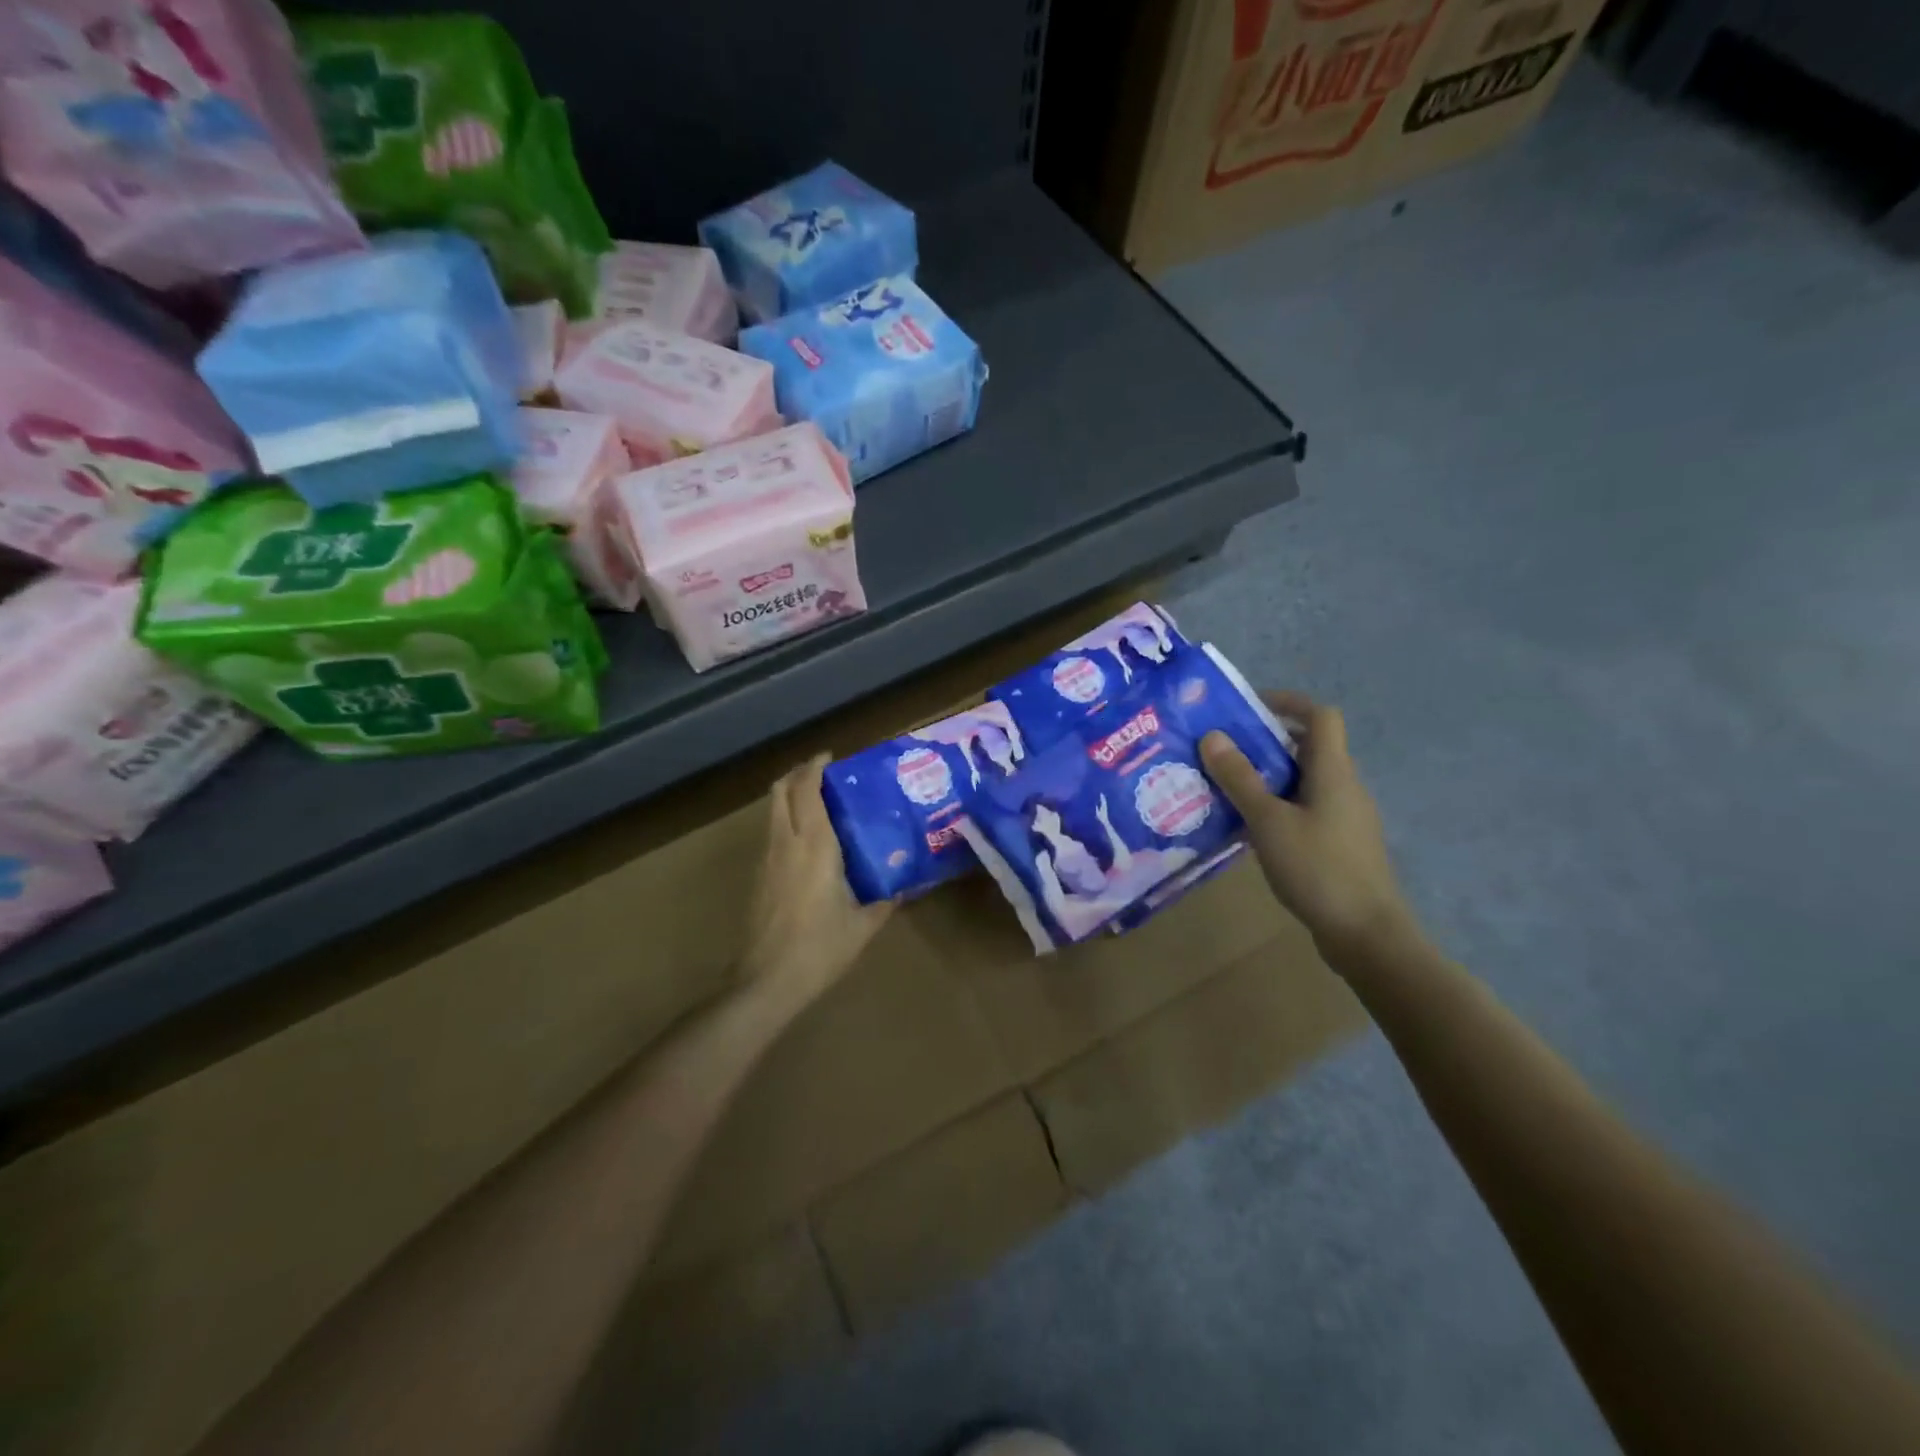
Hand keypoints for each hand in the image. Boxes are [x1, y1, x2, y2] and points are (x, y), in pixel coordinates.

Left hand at [741, 754, 892, 1008]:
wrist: (766, 981)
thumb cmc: (820, 948)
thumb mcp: (863, 925)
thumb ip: (884, 901)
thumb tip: (902, 887)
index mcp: (815, 846)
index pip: (808, 792)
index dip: (815, 768)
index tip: (830, 757)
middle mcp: (786, 843)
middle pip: (781, 791)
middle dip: (797, 774)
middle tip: (822, 772)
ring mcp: (767, 859)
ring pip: (772, 811)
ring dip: (788, 795)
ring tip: (815, 799)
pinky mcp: (758, 877)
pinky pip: (770, 832)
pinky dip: (784, 819)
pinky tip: (804, 838)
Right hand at [1200, 693, 1418, 960]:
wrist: (1366, 934)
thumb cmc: (1318, 868)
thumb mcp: (1268, 821)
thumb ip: (1240, 779)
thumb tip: (1212, 736)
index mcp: (1333, 771)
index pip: (1320, 716)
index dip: (1288, 702)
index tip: (1247, 707)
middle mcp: (1343, 786)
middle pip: (1309, 747)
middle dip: (1266, 742)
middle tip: (1222, 751)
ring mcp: (1345, 817)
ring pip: (1304, 781)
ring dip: (1267, 777)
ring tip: (1225, 788)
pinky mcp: (1339, 844)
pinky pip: (1305, 809)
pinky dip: (1277, 806)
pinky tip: (1248, 828)